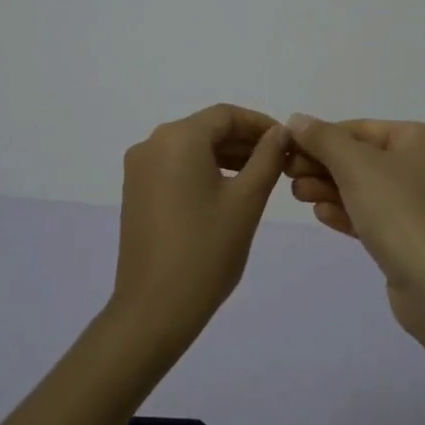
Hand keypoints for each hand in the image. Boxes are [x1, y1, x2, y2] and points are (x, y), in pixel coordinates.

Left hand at [114, 104, 287, 345]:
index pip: (225, 116)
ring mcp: (139, 169)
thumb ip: (267, 158)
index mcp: (178, 138)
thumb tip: (280, 132)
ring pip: (191, 148)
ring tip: (260, 176)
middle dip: (244, 141)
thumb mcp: (247, 200)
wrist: (154, 309)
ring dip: (225, 156)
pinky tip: (228, 190)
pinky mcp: (136, 192)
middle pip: (206, 129)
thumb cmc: (207, 250)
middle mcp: (152, 144)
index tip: (289, 141)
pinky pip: (175, 167)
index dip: (260, 124)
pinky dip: (203, 170)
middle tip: (280, 160)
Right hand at [284, 115, 424, 332]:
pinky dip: (347, 212)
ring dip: (329, 189)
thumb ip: (323, 139)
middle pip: (362, 158)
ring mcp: (421, 205)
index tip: (287, 149)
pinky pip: (374, 216)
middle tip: (287, 174)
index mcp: (422, 140)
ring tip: (297, 195)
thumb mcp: (356, 166)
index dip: (321, 137)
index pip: (361, 129)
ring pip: (365, 188)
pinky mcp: (413, 238)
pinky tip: (320, 214)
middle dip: (323, 165)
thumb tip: (297, 119)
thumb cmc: (399, 212)